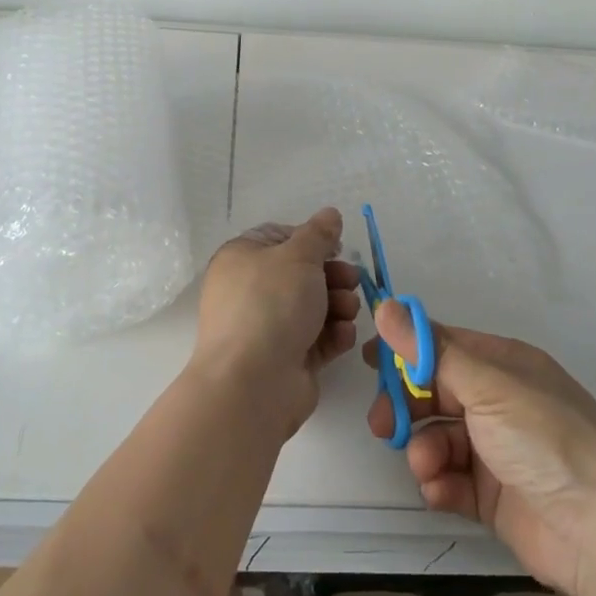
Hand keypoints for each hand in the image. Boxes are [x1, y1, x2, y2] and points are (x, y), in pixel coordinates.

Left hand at [194, 209, 360, 439]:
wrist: (253, 382)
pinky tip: (344, 334)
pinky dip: (333, 335)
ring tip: (348, 310)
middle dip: (332, 275)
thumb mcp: (298, 256)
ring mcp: (267, 328)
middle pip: (300, 274)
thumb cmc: (271, 304)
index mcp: (242, 258)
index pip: (279, 237)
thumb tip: (329, 214)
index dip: (310, 240)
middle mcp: (251, 291)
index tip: (337, 246)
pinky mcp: (286, 360)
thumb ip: (318, 234)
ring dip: (337, 304)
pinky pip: (316, 339)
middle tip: (353, 280)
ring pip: (312, 307)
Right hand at [366, 305, 595, 595]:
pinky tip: (439, 491)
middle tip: (382, 424)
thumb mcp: (487, 386)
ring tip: (426, 466)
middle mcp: (499, 402)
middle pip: (435, 393)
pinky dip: (439, 483)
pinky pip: (451, 479)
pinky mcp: (493, 496)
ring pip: (439, 437)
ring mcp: (497, 450)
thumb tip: (386, 306)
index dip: (406, 351)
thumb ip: (430, 351)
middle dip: (406, 406)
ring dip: (423, 449)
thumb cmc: (545, 439)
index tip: (370, 361)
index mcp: (503, 365)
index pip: (443, 346)